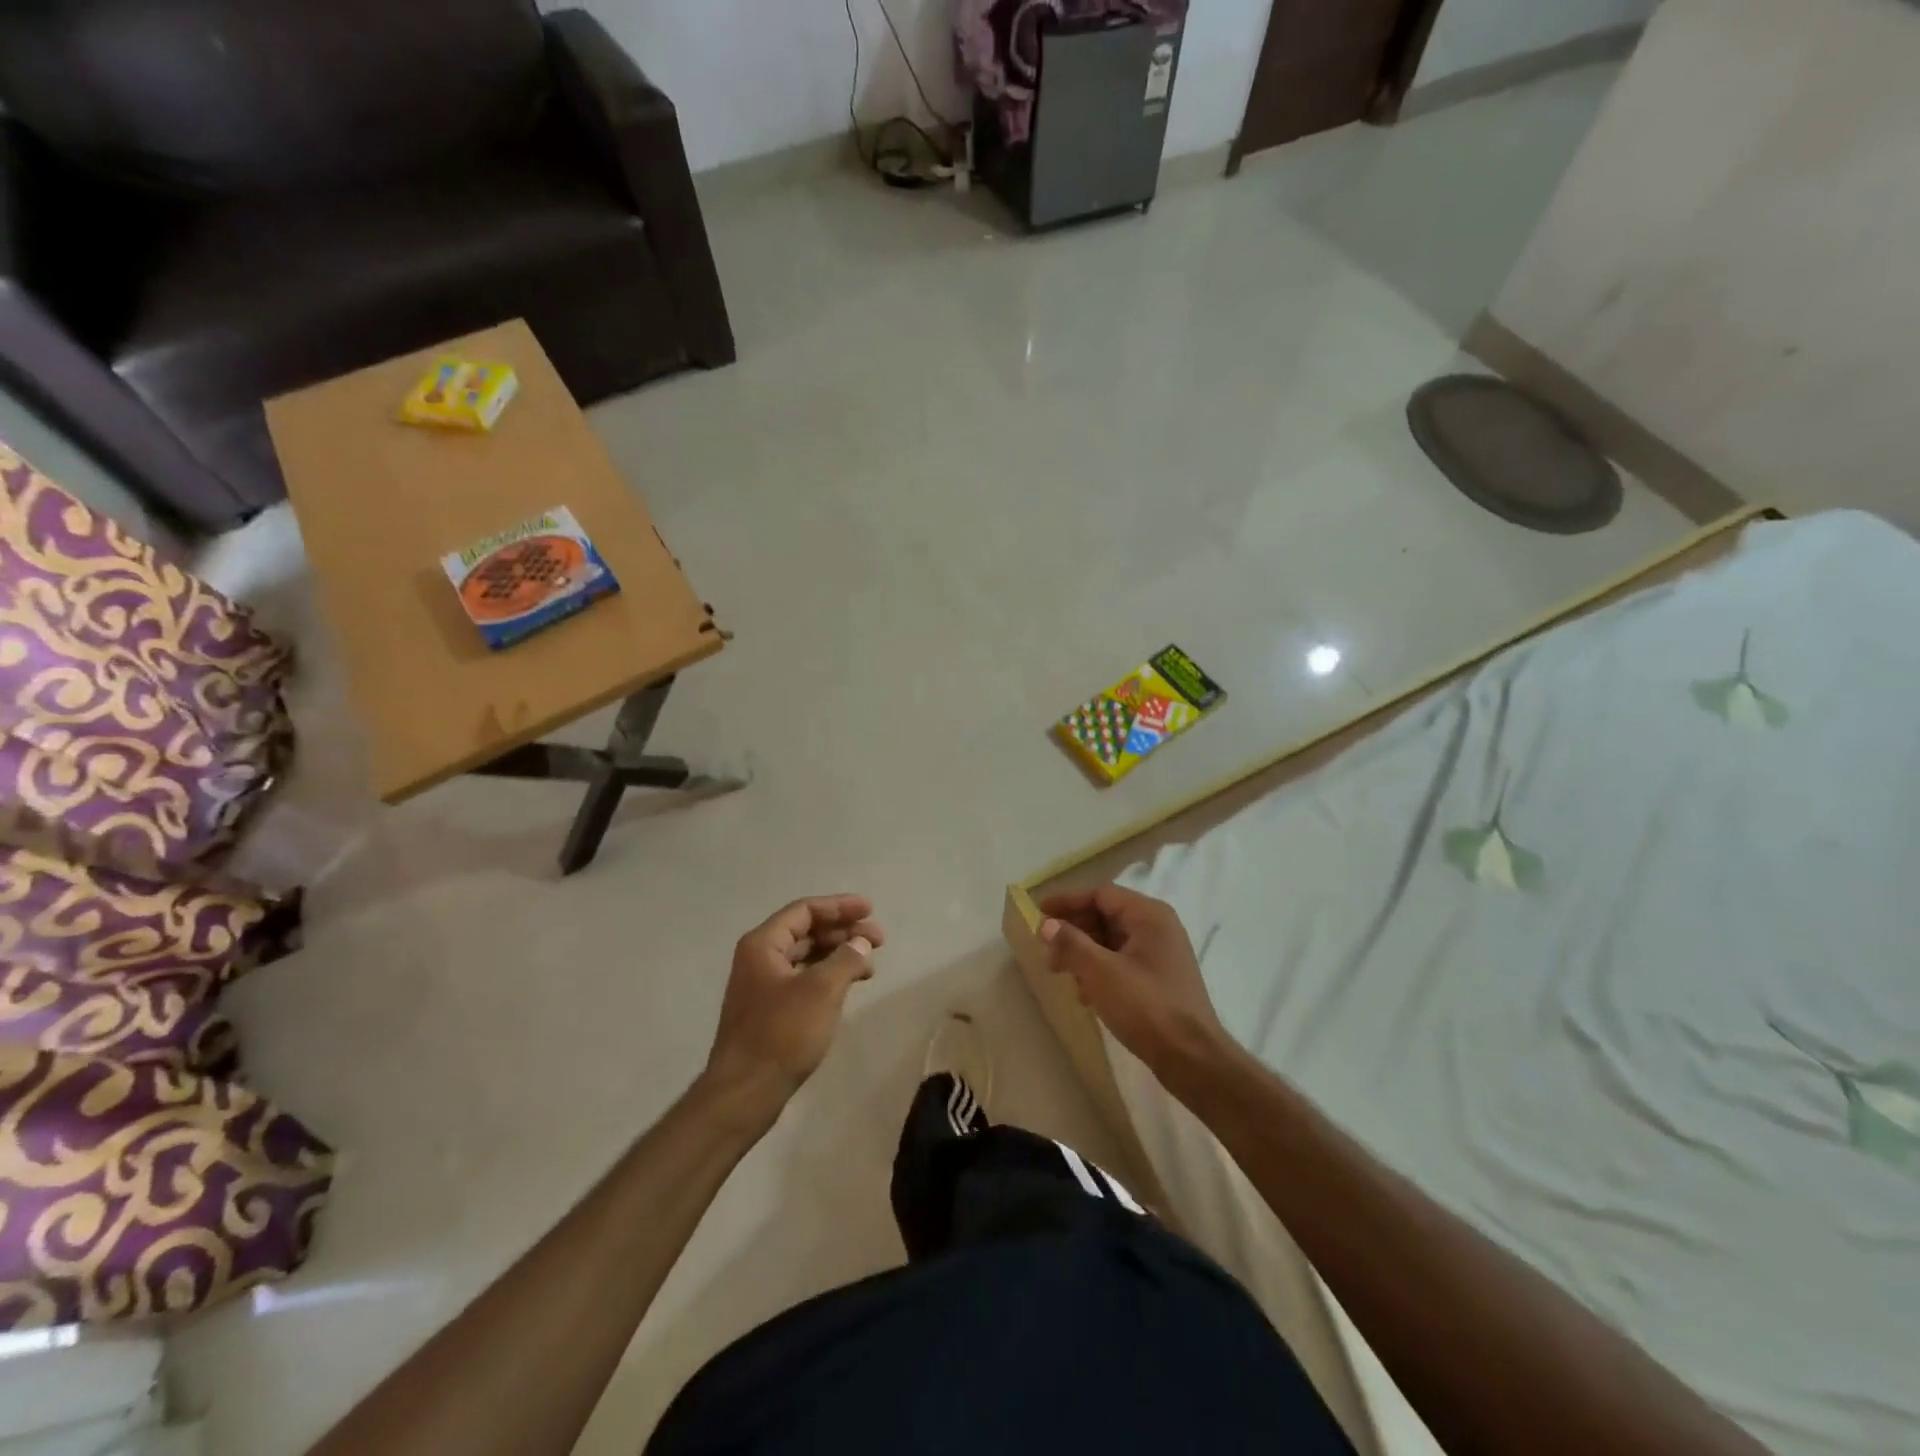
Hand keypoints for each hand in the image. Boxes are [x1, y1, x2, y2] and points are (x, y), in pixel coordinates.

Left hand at [702, 896, 884, 1126]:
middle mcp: (759, 958)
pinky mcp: (769, 1011)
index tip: (871, 910)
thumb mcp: (822, 990)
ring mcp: (762, 986)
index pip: (805, 910)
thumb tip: (860, 943)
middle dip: (843, 931)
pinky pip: (803, 980)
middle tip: (878, 941)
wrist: (744, 1093)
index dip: (840, 906)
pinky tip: (848, 987)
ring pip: (806, 957)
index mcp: (763, 944)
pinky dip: (828, 976)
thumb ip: (846, 958)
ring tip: (869, 966)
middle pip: (806, 931)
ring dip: (838, 955)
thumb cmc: (782, 1034)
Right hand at [1037, 885, 1229, 1081]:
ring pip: (1113, 940)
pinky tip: (1084, 993)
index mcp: (1149, 915)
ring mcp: (1162, 954)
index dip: (1068, 901)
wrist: (1191, 1058)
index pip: (1101, 894)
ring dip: (1084, 951)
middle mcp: (1158, 927)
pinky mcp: (1160, 979)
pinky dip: (1100, 969)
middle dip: (1074, 929)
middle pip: (1107, 915)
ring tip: (1059, 971)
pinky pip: (1122, 961)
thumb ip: (1071, 943)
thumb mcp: (1100, 972)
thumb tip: (1046, 924)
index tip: (1039, 912)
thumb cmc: (1145, 1006)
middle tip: (1046, 948)